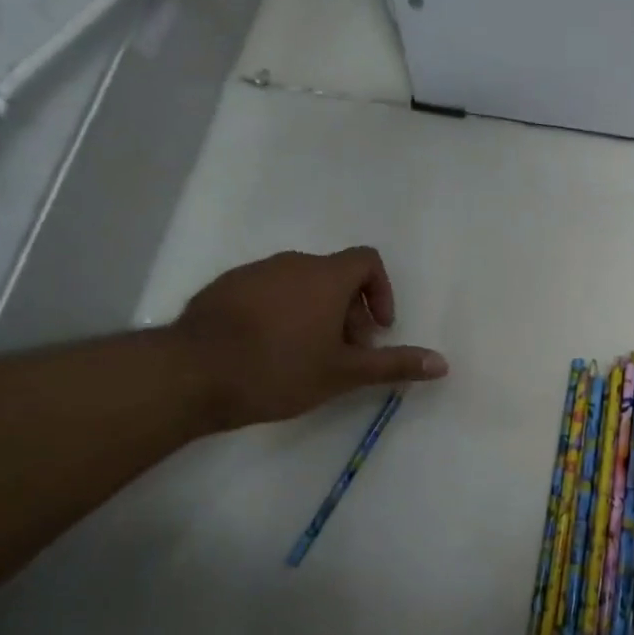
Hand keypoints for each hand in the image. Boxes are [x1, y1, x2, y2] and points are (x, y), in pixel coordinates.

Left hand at [171, 247, 447, 430]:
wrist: (191, 374)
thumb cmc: (278, 370)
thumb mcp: (342, 373)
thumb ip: (393, 364)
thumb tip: (442, 363)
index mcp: (324, 276)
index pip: (368, 261)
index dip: (382, 292)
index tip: (376, 330)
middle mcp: (291, 263)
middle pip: (335, 275)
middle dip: (350, 311)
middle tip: (345, 353)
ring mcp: (254, 272)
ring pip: (300, 284)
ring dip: (317, 312)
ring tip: (307, 356)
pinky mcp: (224, 287)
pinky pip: (268, 291)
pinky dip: (282, 312)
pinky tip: (268, 351)